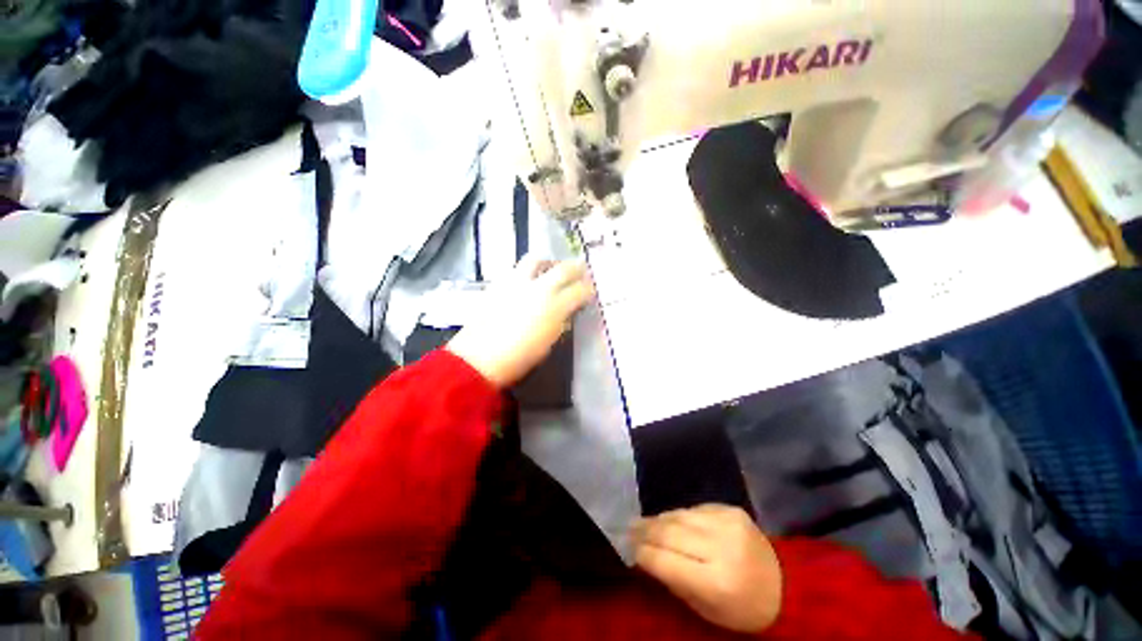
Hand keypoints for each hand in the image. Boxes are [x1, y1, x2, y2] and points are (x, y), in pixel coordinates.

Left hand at [446, 257, 593, 387]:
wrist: (480, 358)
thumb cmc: (520, 357)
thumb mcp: (548, 342)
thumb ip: (560, 322)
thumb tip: (566, 312)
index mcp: (555, 306)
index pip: (579, 291)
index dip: (588, 289)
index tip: (590, 290)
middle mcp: (539, 288)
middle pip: (563, 269)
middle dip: (576, 267)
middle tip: (581, 268)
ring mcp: (517, 283)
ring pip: (536, 260)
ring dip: (548, 262)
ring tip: (551, 267)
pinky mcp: (499, 283)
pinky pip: (517, 269)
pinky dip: (528, 270)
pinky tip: (527, 279)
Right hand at [632, 504, 782, 633]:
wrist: (786, 587)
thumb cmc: (742, 609)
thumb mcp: (705, 609)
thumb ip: (674, 580)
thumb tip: (644, 554)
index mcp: (716, 581)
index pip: (666, 561)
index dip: (643, 552)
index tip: (627, 546)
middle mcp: (721, 546)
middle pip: (670, 532)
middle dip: (645, 530)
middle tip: (627, 526)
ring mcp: (727, 523)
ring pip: (679, 516)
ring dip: (659, 519)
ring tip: (643, 522)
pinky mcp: (731, 509)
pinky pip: (694, 509)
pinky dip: (679, 516)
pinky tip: (671, 520)